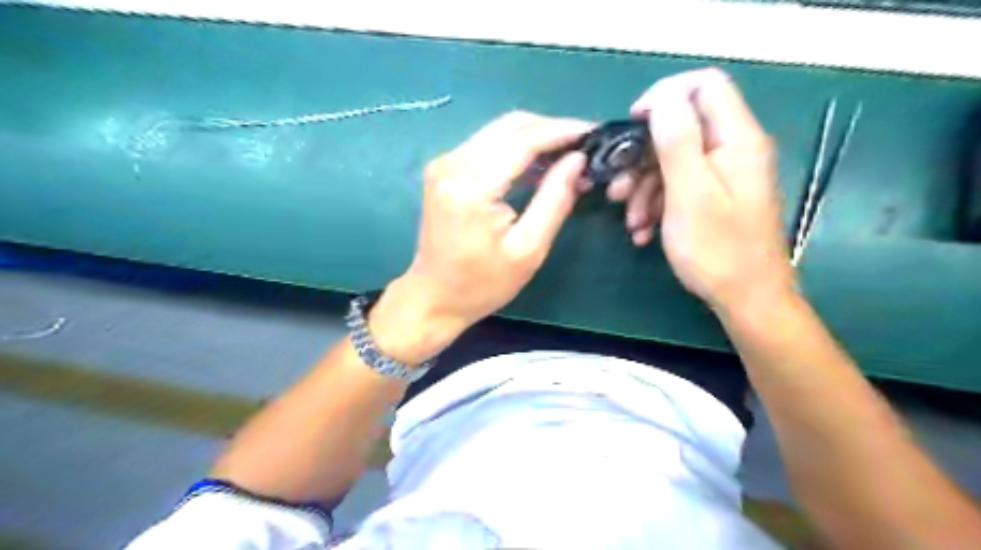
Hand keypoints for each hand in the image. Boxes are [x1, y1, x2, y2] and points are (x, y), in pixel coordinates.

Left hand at [366, 113, 588, 364]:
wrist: (434, 296)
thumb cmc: (482, 283)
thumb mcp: (528, 249)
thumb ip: (555, 199)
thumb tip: (578, 159)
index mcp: (471, 186)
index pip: (523, 139)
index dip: (562, 131)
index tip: (594, 131)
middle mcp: (452, 164)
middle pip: (510, 125)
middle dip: (551, 129)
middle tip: (584, 144)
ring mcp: (444, 163)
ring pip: (499, 130)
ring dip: (535, 136)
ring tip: (567, 154)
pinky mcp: (444, 169)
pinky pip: (487, 144)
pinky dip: (516, 147)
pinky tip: (538, 163)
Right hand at [632, 67, 792, 309]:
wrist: (746, 298)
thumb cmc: (718, 249)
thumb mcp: (690, 194)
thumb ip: (677, 141)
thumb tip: (662, 97)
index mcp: (736, 139)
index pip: (704, 85)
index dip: (664, 96)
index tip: (632, 125)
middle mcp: (733, 149)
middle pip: (681, 127)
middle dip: (643, 157)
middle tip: (618, 188)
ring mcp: (723, 174)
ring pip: (673, 161)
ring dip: (644, 188)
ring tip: (631, 221)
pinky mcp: (714, 196)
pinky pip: (678, 185)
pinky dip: (656, 204)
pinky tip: (643, 231)